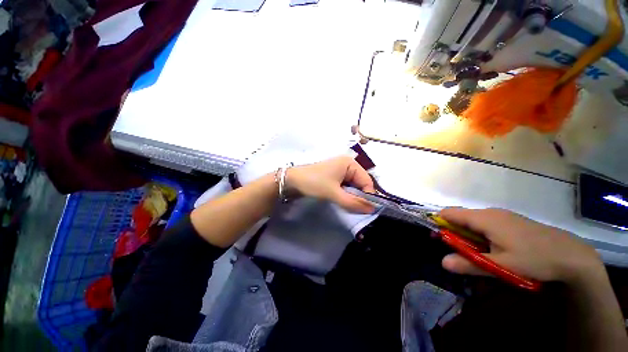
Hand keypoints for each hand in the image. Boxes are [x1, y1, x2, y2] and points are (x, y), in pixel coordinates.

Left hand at [286, 156, 375, 213]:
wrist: (293, 181)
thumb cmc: (314, 183)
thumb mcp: (334, 193)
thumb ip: (354, 202)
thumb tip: (373, 209)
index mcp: (350, 163)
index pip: (367, 180)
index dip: (368, 195)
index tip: (367, 209)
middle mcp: (348, 165)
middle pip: (360, 183)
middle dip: (359, 196)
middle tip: (356, 209)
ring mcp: (341, 170)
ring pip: (353, 186)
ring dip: (352, 196)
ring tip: (347, 205)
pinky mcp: (335, 176)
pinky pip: (346, 186)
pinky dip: (346, 194)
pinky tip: (342, 200)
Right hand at [439, 208, 603, 284]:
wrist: (572, 254)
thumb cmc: (534, 259)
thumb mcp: (501, 266)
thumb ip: (469, 263)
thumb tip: (442, 262)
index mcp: (484, 218)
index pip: (450, 213)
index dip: (439, 222)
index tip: (437, 238)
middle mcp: (490, 212)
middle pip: (461, 217)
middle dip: (453, 231)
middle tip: (457, 251)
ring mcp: (502, 215)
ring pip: (474, 220)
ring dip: (468, 234)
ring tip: (476, 252)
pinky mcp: (511, 220)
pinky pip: (487, 222)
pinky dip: (480, 233)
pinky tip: (493, 248)